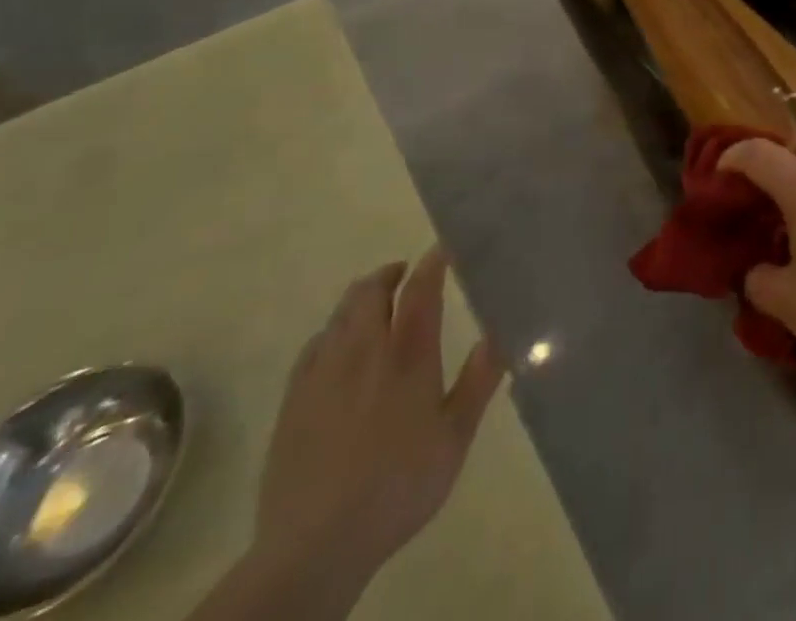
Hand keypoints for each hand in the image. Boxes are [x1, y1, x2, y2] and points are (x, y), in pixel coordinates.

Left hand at [250, 248, 504, 594]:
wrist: (315, 546)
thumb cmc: (399, 486)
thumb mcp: (455, 436)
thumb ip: (480, 379)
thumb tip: (501, 331)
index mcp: (408, 355)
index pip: (420, 289)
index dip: (433, 263)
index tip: (444, 250)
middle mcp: (364, 351)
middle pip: (370, 291)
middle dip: (388, 275)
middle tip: (405, 274)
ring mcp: (323, 373)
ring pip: (339, 314)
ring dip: (360, 300)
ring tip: (375, 306)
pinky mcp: (293, 400)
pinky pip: (314, 346)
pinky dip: (332, 332)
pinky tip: (338, 349)